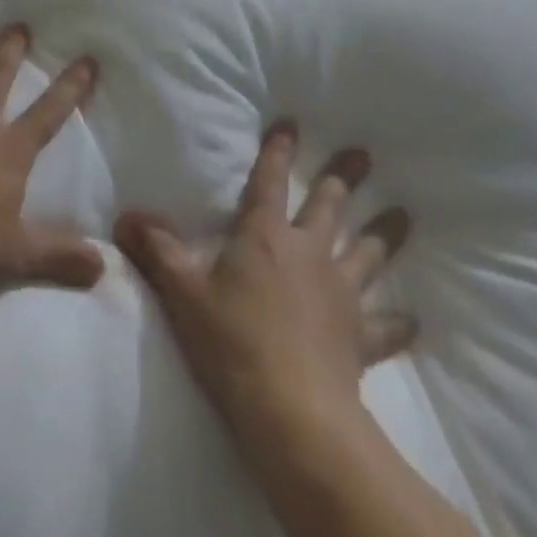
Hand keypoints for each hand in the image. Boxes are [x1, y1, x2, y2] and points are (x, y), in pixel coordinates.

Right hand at [115, 121, 414, 442]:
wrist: (291, 412)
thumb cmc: (232, 342)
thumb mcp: (183, 293)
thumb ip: (157, 251)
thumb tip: (124, 217)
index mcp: (265, 235)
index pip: (270, 181)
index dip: (278, 151)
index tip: (291, 123)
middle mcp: (308, 252)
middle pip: (330, 205)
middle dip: (344, 177)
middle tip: (363, 154)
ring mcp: (340, 293)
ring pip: (367, 253)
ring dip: (385, 234)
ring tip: (403, 214)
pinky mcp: (360, 336)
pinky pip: (385, 326)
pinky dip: (397, 322)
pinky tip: (413, 319)